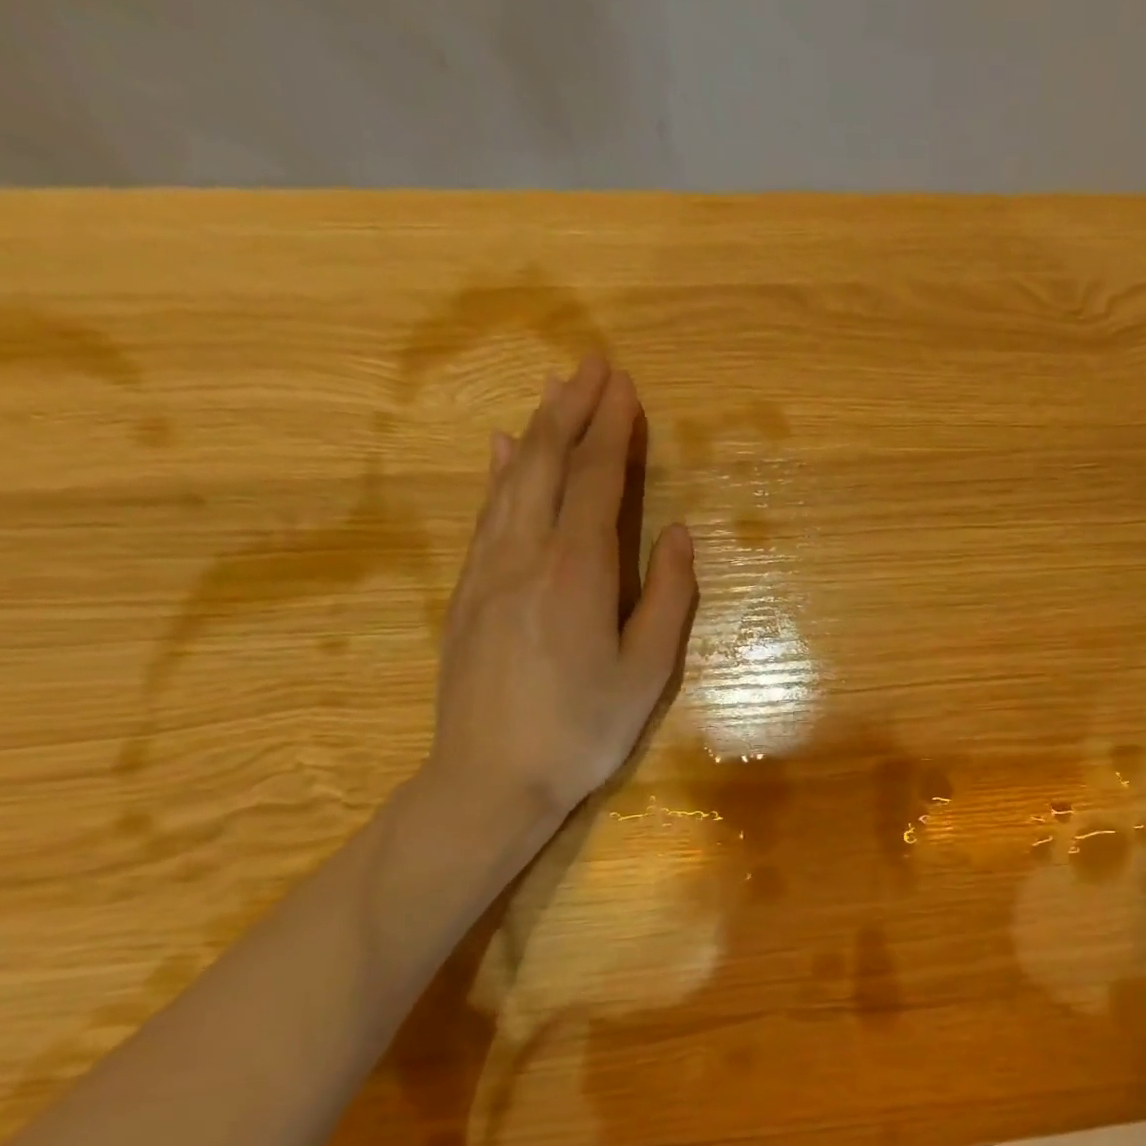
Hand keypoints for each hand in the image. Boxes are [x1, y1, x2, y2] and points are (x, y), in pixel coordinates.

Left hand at [427, 357, 695, 817]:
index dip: (613, 432)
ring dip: (537, 431)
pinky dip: (499, 474)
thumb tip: (678, 534)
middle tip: (592, 366)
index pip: (598, 483)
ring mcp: (487, 571)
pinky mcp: (467, 592)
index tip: (625, 387)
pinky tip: (502, 452)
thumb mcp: (646, 673)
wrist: (490, 778)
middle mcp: (525, 555)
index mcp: (576, 573)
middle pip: (548, 466)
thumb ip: (667, 598)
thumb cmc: (582, 729)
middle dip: (572, 411)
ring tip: (555, 393)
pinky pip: (486, 514)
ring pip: (510, 482)